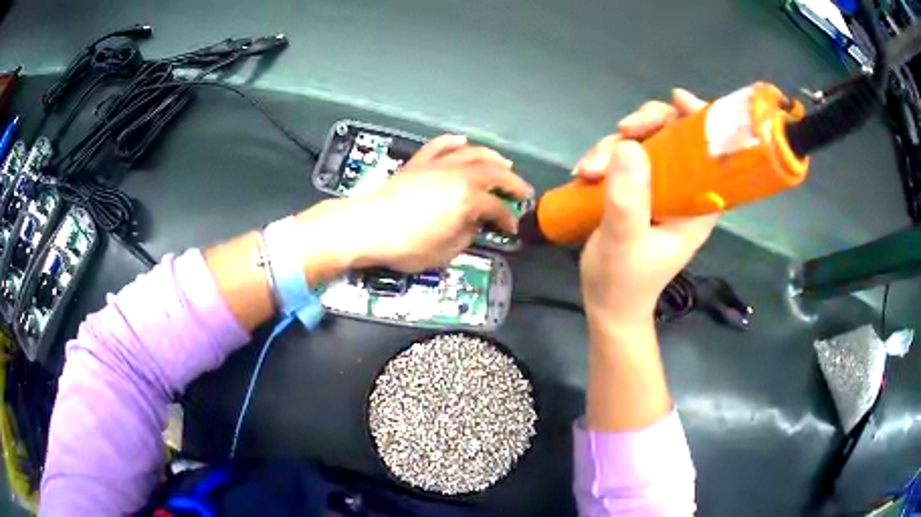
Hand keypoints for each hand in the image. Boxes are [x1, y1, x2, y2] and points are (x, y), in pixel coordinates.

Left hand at [298, 134, 532, 273]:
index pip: (496, 207)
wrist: (367, 226)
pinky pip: (439, 146)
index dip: (508, 219)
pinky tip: (463, 140)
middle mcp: (457, 175)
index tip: (511, 229)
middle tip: (524, 191)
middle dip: (512, 182)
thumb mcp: (444, 252)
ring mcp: (437, 165)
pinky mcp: (418, 162)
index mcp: (467, 198)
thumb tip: (471, 225)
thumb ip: (465, 236)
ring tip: (504, 162)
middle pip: (493, 173)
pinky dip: (453, 141)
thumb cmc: (406, 244)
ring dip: (491, 156)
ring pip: (471, 153)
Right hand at [578, 89, 717, 328]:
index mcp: (698, 202)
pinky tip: (584, 173)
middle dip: (645, 127)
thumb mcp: (624, 241)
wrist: (606, 304)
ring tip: (586, 171)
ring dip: (613, 146)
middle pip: (674, 134)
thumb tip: (627, 143)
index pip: (710, 151)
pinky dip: (603, 157)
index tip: (677, 101)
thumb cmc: (623, 281)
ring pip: (644, 142)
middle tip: (620, 132)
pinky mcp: (637, 189)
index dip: (699, 120)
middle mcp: (683, 189)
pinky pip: (623, 156)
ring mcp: (658, 187)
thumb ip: (629, 197)